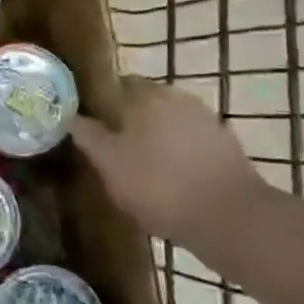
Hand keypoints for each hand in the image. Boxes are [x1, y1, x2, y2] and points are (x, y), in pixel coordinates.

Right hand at [69, 80, 263, 236]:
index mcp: (146, 94)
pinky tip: (172, 177)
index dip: (100, 102)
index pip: (115, 84)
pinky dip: (179, 152)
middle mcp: (177, 97)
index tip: (90, 124)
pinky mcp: (226, 144)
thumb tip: (70, 116)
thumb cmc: (160, 186)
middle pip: (144, 101)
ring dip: (155, 136)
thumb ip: (87, 136)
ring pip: (168, 121)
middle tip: (113, 148)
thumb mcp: (109, 164)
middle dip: (128, 120)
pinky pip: (190, 140)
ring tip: (141, 166)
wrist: (233, 220)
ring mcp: (206, 119)